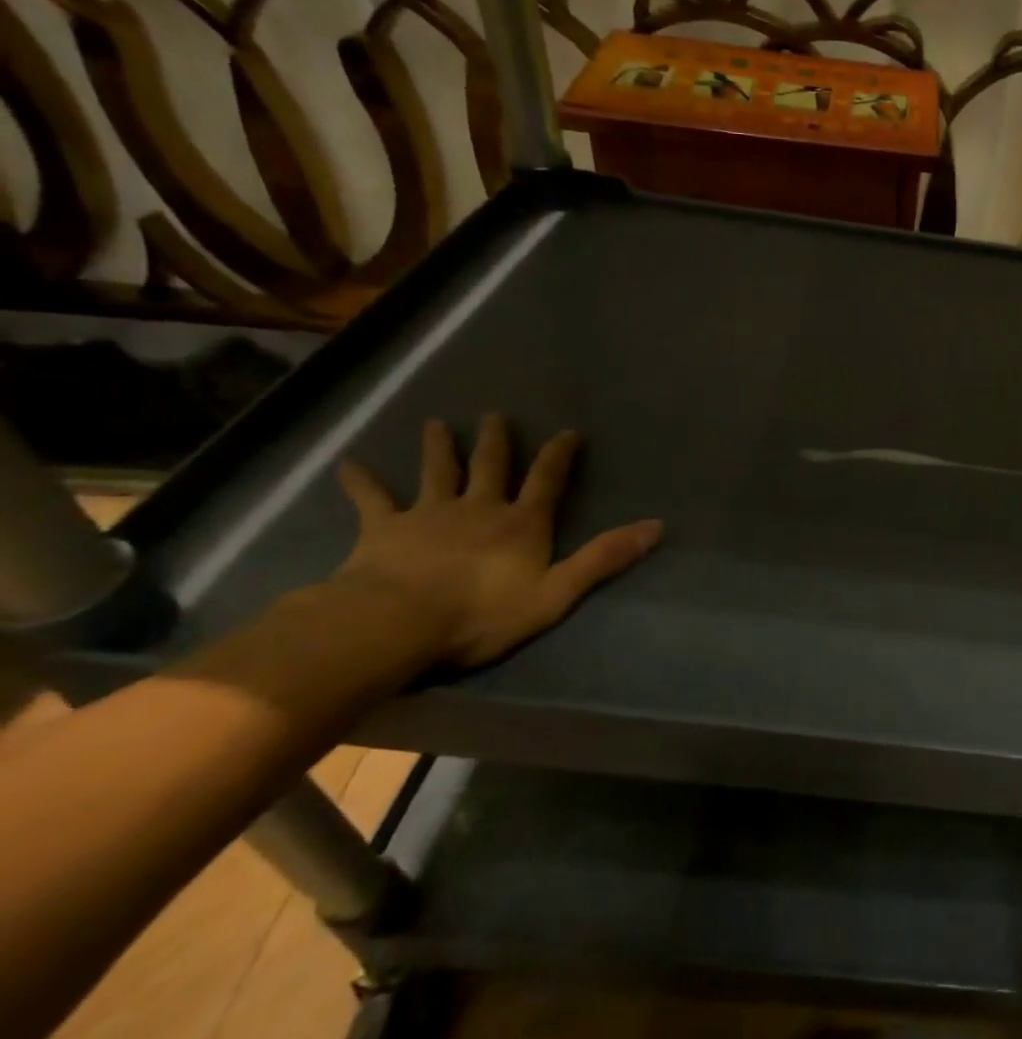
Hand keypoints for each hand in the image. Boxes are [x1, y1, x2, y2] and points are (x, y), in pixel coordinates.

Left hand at [332, 415, 662, 669]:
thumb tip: (656, 526)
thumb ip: (604, 558)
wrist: (398, 622)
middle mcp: (479, 507)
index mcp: (521, 523)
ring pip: (438, 472)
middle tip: (496, 416)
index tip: (568, 432)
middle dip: (497, 441)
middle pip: (491, 466)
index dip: (560, 455)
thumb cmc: (483, 613)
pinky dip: (361, 481)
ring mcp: (429, 514)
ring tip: (437, 424)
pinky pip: (371, 500)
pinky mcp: (384, 529)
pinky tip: (348, 463)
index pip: (547, 480)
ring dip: (440, 448)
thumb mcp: (557, 592)